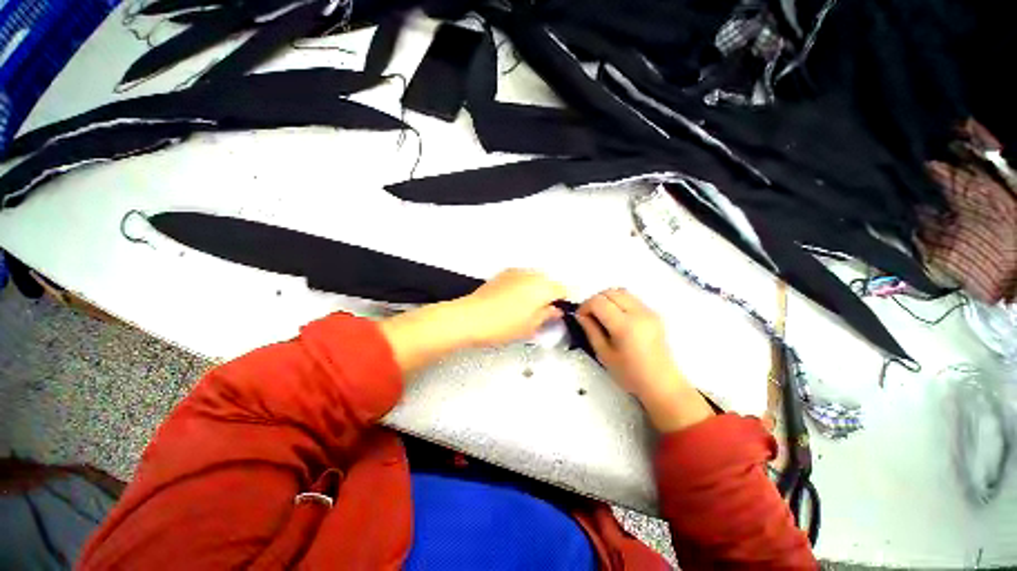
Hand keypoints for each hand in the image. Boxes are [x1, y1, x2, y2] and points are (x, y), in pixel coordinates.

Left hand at [453, 269, 566, 345]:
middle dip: (547, 295)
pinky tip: (511, 301)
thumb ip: (547, 316)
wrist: (472, 317)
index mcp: (543, 287)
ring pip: (534, 278)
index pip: (562, 290)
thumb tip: (554, 311)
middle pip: (548, 282)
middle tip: (539, 313)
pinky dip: (521, 286)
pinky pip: (520, 278)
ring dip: (534, 290)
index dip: (560, 302)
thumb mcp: (531, 326)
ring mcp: (516, 272)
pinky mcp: (503, 273)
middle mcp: (531, 275)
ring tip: (523, 308)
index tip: (555, 313)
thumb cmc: (502, 324)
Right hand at [576, 288, 712, 431]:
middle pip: (610, 292)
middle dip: (595, 300)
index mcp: (625, 326)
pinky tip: (615, 317)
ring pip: (620, 291)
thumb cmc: (630, 374)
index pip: (598, 302)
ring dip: (607, 299)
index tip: (580, 317)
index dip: (585, 306)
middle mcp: (638, 313)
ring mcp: (648, 311)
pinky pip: (631, 298)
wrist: (661, 382)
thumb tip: (580, 315)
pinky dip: (618, 301)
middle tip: (589, 315)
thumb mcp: (603, 354)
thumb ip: (591, 330)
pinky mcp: (653, 313)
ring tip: (602, 315)